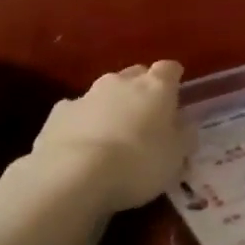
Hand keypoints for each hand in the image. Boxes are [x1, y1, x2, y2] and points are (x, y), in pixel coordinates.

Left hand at [34, 62, 187, 211]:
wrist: (74, 175)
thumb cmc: (138, 163)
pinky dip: (82, 121)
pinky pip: (77, 111)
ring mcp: (86, 95)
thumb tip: (185, 124)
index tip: (176, 96)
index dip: (173, 80)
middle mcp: (121, 82)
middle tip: (146, 117)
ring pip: (104, 92)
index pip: (169, 69)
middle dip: (141, 90)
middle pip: (135, 75)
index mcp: (155, 87)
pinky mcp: (59, 113)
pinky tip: (82, 144)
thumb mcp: (175, 156)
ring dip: (111, 106)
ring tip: (113, 135)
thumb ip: (183, 136)